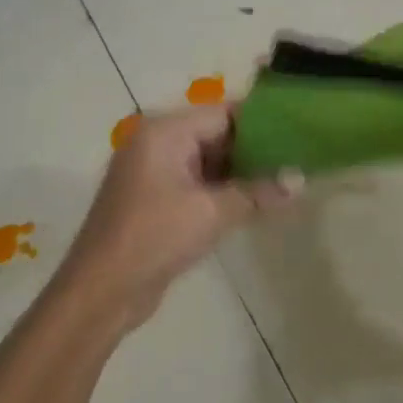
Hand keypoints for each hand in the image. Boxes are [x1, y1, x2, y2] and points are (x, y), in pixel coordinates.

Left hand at [60, 106, 299, 329]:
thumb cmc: (155, 238)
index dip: (263, 123)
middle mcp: (156, 143)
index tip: (299, 133)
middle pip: (216, 134)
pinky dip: (224, 190)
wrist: (102, 290)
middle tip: (299, 159)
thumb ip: (258, 192)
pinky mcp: (155, 200)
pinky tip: (256, 201)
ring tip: (286, 179)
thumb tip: (300, 180)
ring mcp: (153, 172)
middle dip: (256, 149)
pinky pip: (197, 183)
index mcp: (164, 132)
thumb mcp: (214, 212)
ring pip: (209, 161)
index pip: (224, 113)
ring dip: (242, 172)